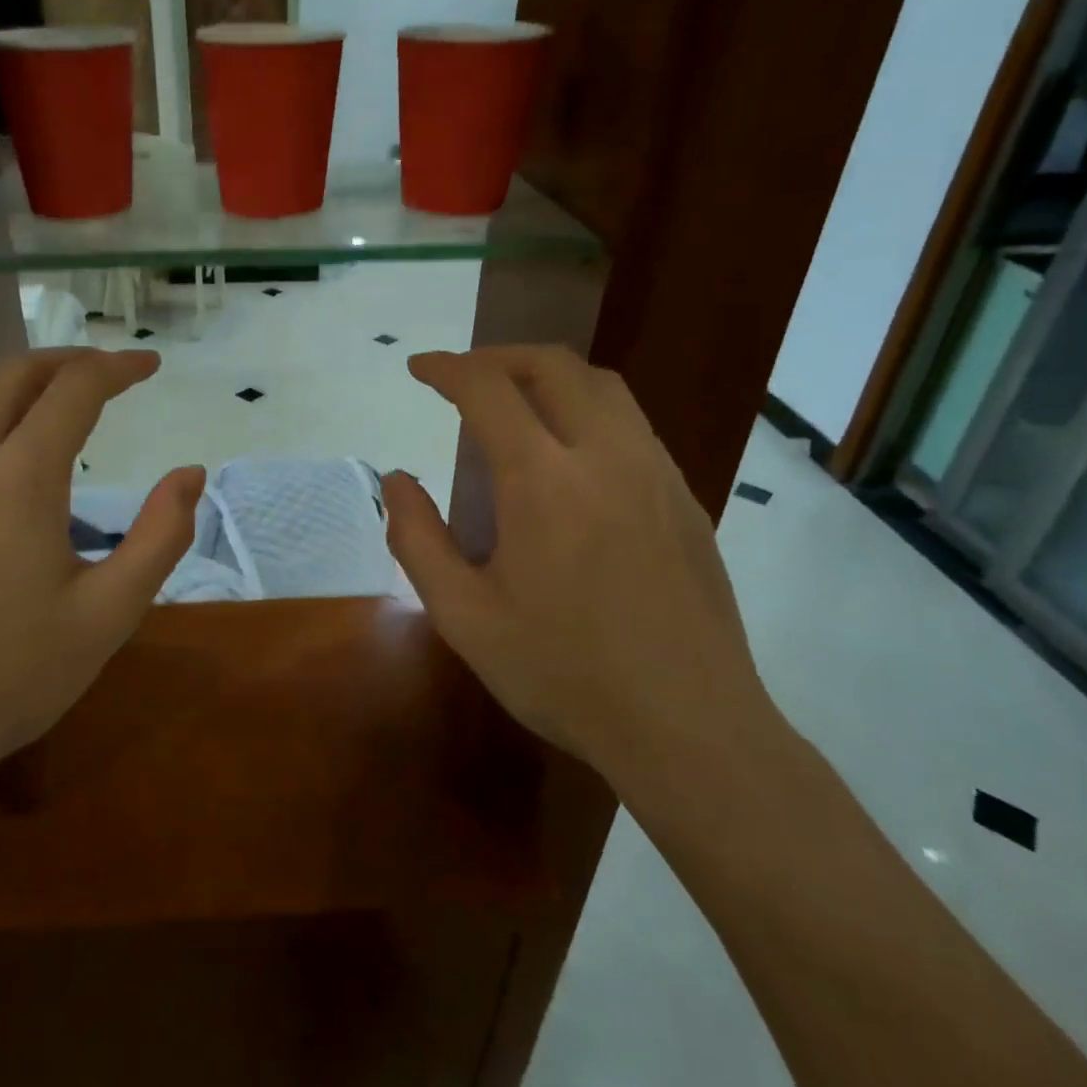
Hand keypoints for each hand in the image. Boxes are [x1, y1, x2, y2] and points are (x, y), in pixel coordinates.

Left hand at [0, 350, 202, 819]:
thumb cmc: (11, 676)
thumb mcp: (110, 613)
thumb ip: (160, 536)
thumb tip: (190, 474)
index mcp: (18, 477)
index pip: (74, 389)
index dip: (117, 367)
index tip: (150, 366)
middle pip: (13, 374)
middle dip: (67, 361)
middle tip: (108, 373)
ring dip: (19, 384)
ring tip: (57, 404)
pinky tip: (0, 460)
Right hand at [381, 347, 777, 801]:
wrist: (689, 729)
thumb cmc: (563, 674)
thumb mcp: (464, 616)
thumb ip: (418, 539)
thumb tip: (396, 480)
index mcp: (544, 482)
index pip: (489, 389)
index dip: (447, 368)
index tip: (419, 369)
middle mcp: (606, 457)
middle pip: (554, 366)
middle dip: (499, 357)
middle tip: (463, 379)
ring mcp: (657, 474)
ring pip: (603, 387)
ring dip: (549, 378)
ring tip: (514, 407)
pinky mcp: (686, 499)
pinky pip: (632, 425)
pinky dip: (587, 411)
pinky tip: (569, 460)